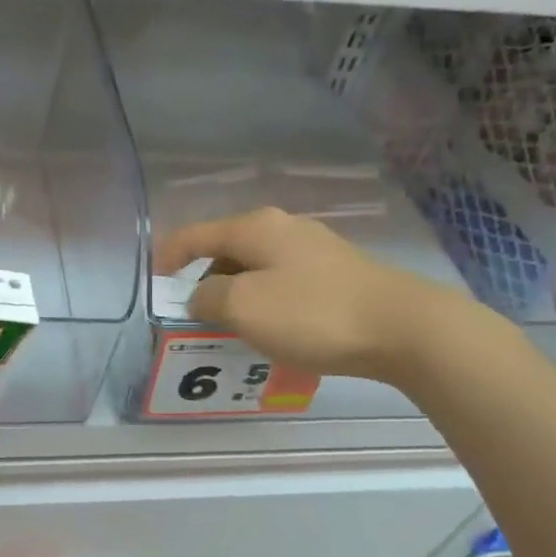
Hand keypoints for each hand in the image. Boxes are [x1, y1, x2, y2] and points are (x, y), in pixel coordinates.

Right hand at [154, 207, 482, 386]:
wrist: (401, 327)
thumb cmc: (312, 313)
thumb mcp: (243, 307)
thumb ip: (207, 298)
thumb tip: (201, 295)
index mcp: (255, 227)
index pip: (194, 234)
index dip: (167, 256)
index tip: (154, 282)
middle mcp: (283, 228)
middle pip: (226, 249)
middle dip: (203, 279)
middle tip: (192, 315)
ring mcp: (314, 249)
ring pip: (256, 268)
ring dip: (235, 294)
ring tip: (229, 328)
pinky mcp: (337, 273)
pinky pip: (283, 283)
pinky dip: (264, 302)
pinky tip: (272, 329)